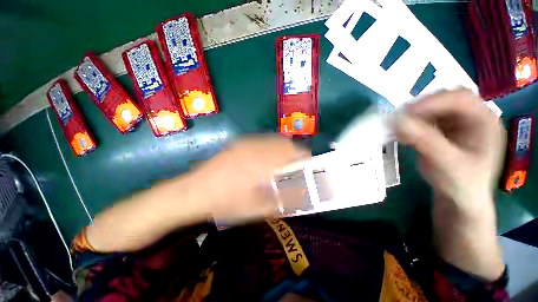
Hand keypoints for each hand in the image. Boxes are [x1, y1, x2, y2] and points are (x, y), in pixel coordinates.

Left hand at [191, 135, 309, 222]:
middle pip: (285, 143)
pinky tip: (267, 159)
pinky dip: (271, 147)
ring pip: (274, 140)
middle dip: (296, 152)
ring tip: (284, 162)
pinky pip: (262, 141)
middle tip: (297, 166)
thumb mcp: (257, 208)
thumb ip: (282, 199)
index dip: (305, 157)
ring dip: (284, 149)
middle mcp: (257, 147)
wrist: (193, 192)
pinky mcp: (239, 143)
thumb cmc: (225, 203)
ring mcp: (246, 143)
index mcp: (263, 163)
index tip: (310, 165)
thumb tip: (302, 193)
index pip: (293, 153)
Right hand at [395, 89, 505, 213]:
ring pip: (433, 107)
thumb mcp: (447, 164)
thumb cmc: (461, 183)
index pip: (461, 98)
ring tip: (398, 126)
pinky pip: (424, 118)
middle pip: (446, 98)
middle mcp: (472, 116)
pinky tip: (402, 131)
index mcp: (485, 121)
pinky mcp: (442, 128)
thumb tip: (397, 121)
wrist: (459, 197)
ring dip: (414, 115)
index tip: (406, 113)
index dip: (433, 102)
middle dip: (422, 106)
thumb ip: (425, 141)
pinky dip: (411, 122)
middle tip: (400, 117)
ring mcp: (457, 121)